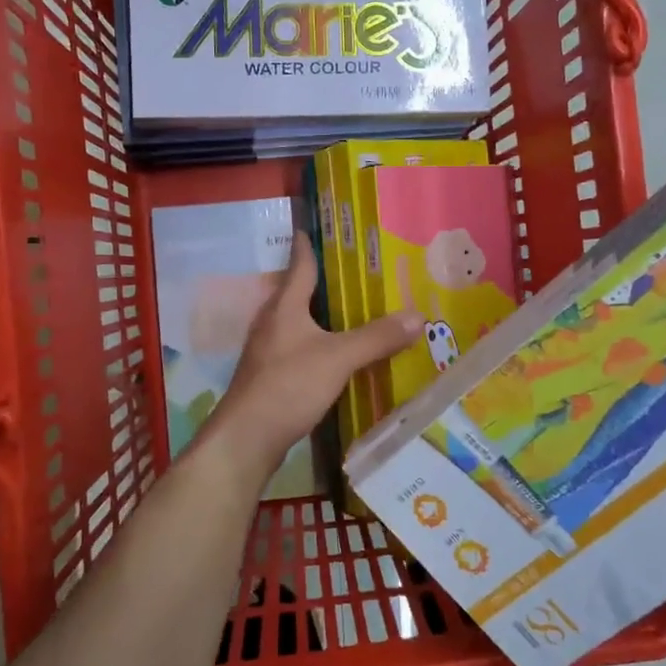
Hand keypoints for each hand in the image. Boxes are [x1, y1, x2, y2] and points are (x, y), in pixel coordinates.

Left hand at [204, 234, 422, 484]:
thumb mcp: (338, 358)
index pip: (298, 267)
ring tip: (347, 310)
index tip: (308, 227)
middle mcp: (272, 324)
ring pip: (296, 324)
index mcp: (284, 308)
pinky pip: (297, 350)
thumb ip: (376, 338)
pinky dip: (316, 345)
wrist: (246, 438)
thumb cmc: (288, 386)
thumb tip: (419, 315)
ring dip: (317, 315)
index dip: (305, 246)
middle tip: (349, 270)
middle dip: (318, 281)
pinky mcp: (269, 379)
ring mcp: (267, 353)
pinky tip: (333, 354)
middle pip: (295, 294)